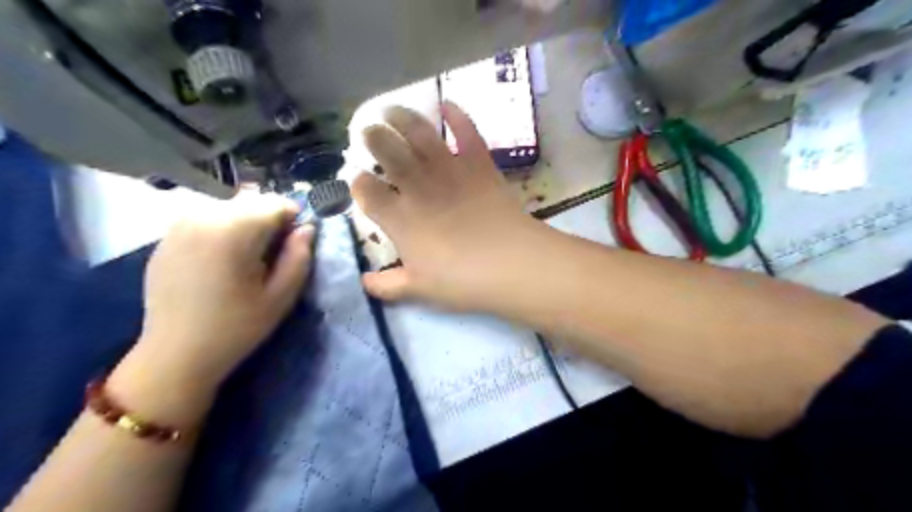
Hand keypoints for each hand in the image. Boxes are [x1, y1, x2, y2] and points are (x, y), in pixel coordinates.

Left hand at [112, 193, 314, 407]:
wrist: (176, 354)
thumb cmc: (236, 327)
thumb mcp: (281, 296)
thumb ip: (299, 256)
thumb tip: (307, 229)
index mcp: (233, 230)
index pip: (276, 203)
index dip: (293, 221)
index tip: (294, 245)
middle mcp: (202, 217)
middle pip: (252, 201)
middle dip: (269, 220)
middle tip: (272, 254)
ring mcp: (178, 225)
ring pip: (229, 207)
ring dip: (246, 223)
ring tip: (247, 258)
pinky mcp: (166, 238)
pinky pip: (205, 219)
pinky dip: (222, 230)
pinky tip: (220, 261)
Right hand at [351, 102, 543, 309]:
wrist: (511, 263)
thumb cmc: (462, 281)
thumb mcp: (419, 289)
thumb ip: (388, 286)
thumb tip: (364, 283)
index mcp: (399, 218)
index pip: (366, 191)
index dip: (358, 183)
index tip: (359, 182)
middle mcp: (417, 186)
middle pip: (386, 150)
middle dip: (372, 137)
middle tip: (369, 132)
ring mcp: (449, 170)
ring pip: (418, 133)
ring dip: (402, 116)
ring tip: (391, 110)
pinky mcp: (479, 163)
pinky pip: (466, 132)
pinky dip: (457, 116)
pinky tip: (447, 104)